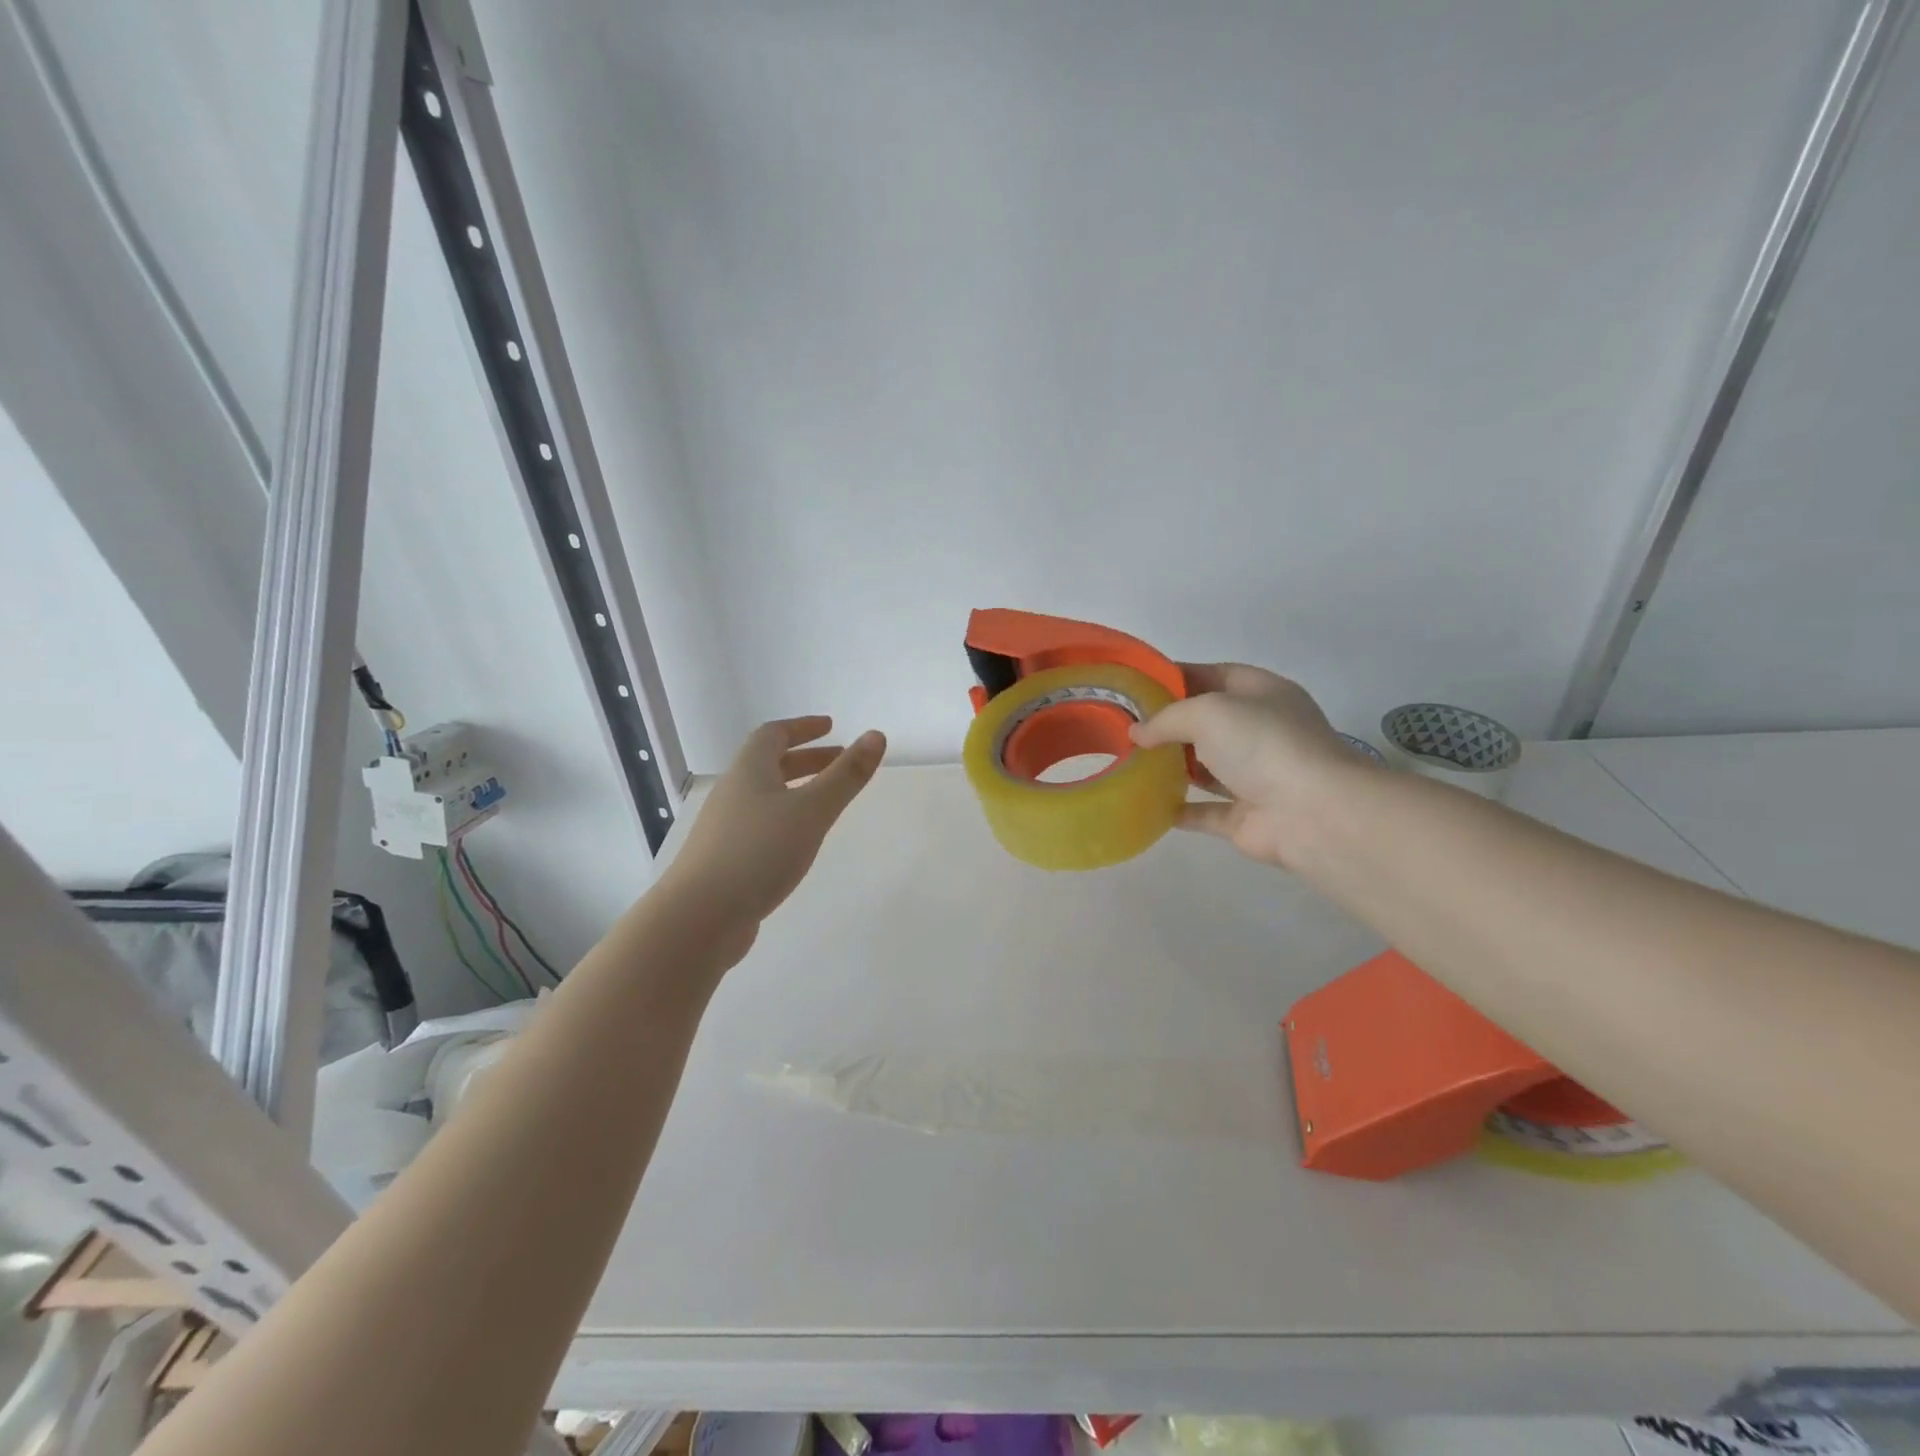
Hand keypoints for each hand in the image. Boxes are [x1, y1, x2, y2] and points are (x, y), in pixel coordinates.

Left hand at [664, 716, 885, 943]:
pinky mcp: (724, 861)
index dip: (803, 728)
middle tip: (840, 762)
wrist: (697, 918)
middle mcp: (732, 793)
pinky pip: (759, 827)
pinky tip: (799, 844)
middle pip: (769, 765)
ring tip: (826, 803)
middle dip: (807, 760)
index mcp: (749, 772)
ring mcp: (724, 829)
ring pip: (765, 798)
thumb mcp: (811, 811)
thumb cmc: (758, 853)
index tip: (831, 727)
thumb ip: (846, 776)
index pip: (773, 734)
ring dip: (797, 791)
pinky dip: (785, 821)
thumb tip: (876, 735)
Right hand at [1130, 663, 1367, 867]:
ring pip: (1205, 766)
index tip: (1135, 684)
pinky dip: (1177, 808)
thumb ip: (1167, 718)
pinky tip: (1144, 802)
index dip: (1175, 676)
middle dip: (1167, 723)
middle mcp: (1260, 731)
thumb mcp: (1208, 712)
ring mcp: (1255, 776)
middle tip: (1122, 725)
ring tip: (1126, 760)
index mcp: (1261, 694)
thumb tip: (1137, 733)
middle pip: (1206, 722)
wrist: (1313, 813)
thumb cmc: (1262, 744)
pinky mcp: (1245, 816)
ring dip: (1170, 765)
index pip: (1213, 675)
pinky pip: (1204, 811)